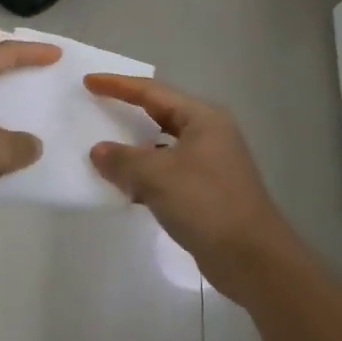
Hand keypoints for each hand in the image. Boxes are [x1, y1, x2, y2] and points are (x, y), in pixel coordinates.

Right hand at [86, 75, 298, 301]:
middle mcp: (208, 134)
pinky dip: (145, 175)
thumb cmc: (206, 204)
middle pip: (160, 114)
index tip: (88, 81)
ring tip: (102, 149)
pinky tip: (124, 187)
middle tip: (95, 107)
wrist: (253, 259)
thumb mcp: (157, 176)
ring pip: (163, 146)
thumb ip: (123, 159)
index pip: (152, 92)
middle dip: (127, 112)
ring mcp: (210, 163)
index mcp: (202, 118)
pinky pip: (167, 172)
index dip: (118, 85)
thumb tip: (98, 150)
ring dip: (134, 148)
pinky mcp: (206, 191)